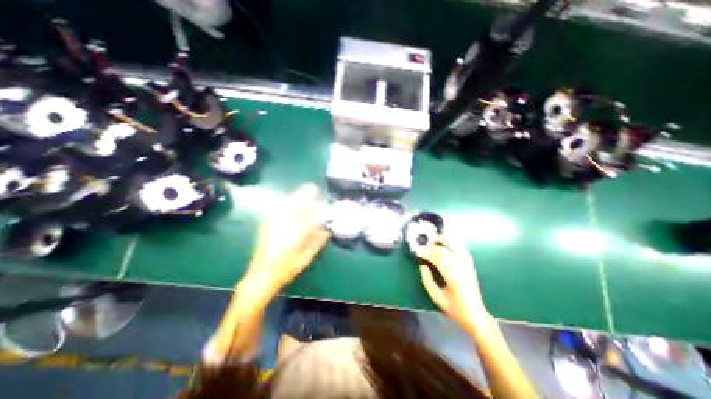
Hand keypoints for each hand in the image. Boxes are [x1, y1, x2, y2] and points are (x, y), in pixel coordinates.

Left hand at [243, 184, 330, 301]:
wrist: (261, 276)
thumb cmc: (286, 270)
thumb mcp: (305, 259)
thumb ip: (316, 242)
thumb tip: (326, 230)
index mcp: (295, 235)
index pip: (311, 217)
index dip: (320, 210)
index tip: (327, 205)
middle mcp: (283, 225)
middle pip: (296, 205)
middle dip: (305, 195)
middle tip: (313, 188)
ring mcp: (273, 224)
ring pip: (286, 204)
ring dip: (296, 196)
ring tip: (304, 190)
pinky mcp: (266, 225)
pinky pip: (277, 208)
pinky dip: (286, 202)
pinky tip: (290, 200)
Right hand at [418, 238, 492, 328]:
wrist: (476, 315)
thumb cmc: (454, 308)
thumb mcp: (436, 297)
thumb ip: (427, 280)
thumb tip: (422, 264)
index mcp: (454, 278)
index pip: (439, 259)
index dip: (427, 253)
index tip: (417, 251)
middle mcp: (462, 268)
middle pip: (445, 251)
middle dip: (431, 247)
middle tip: (421, 246)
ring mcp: (468, 265)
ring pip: (454, 247)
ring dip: (442, 241)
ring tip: (431, 239)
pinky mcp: (470, 264)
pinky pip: (460, 249)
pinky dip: (451, 243)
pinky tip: (444, 243)